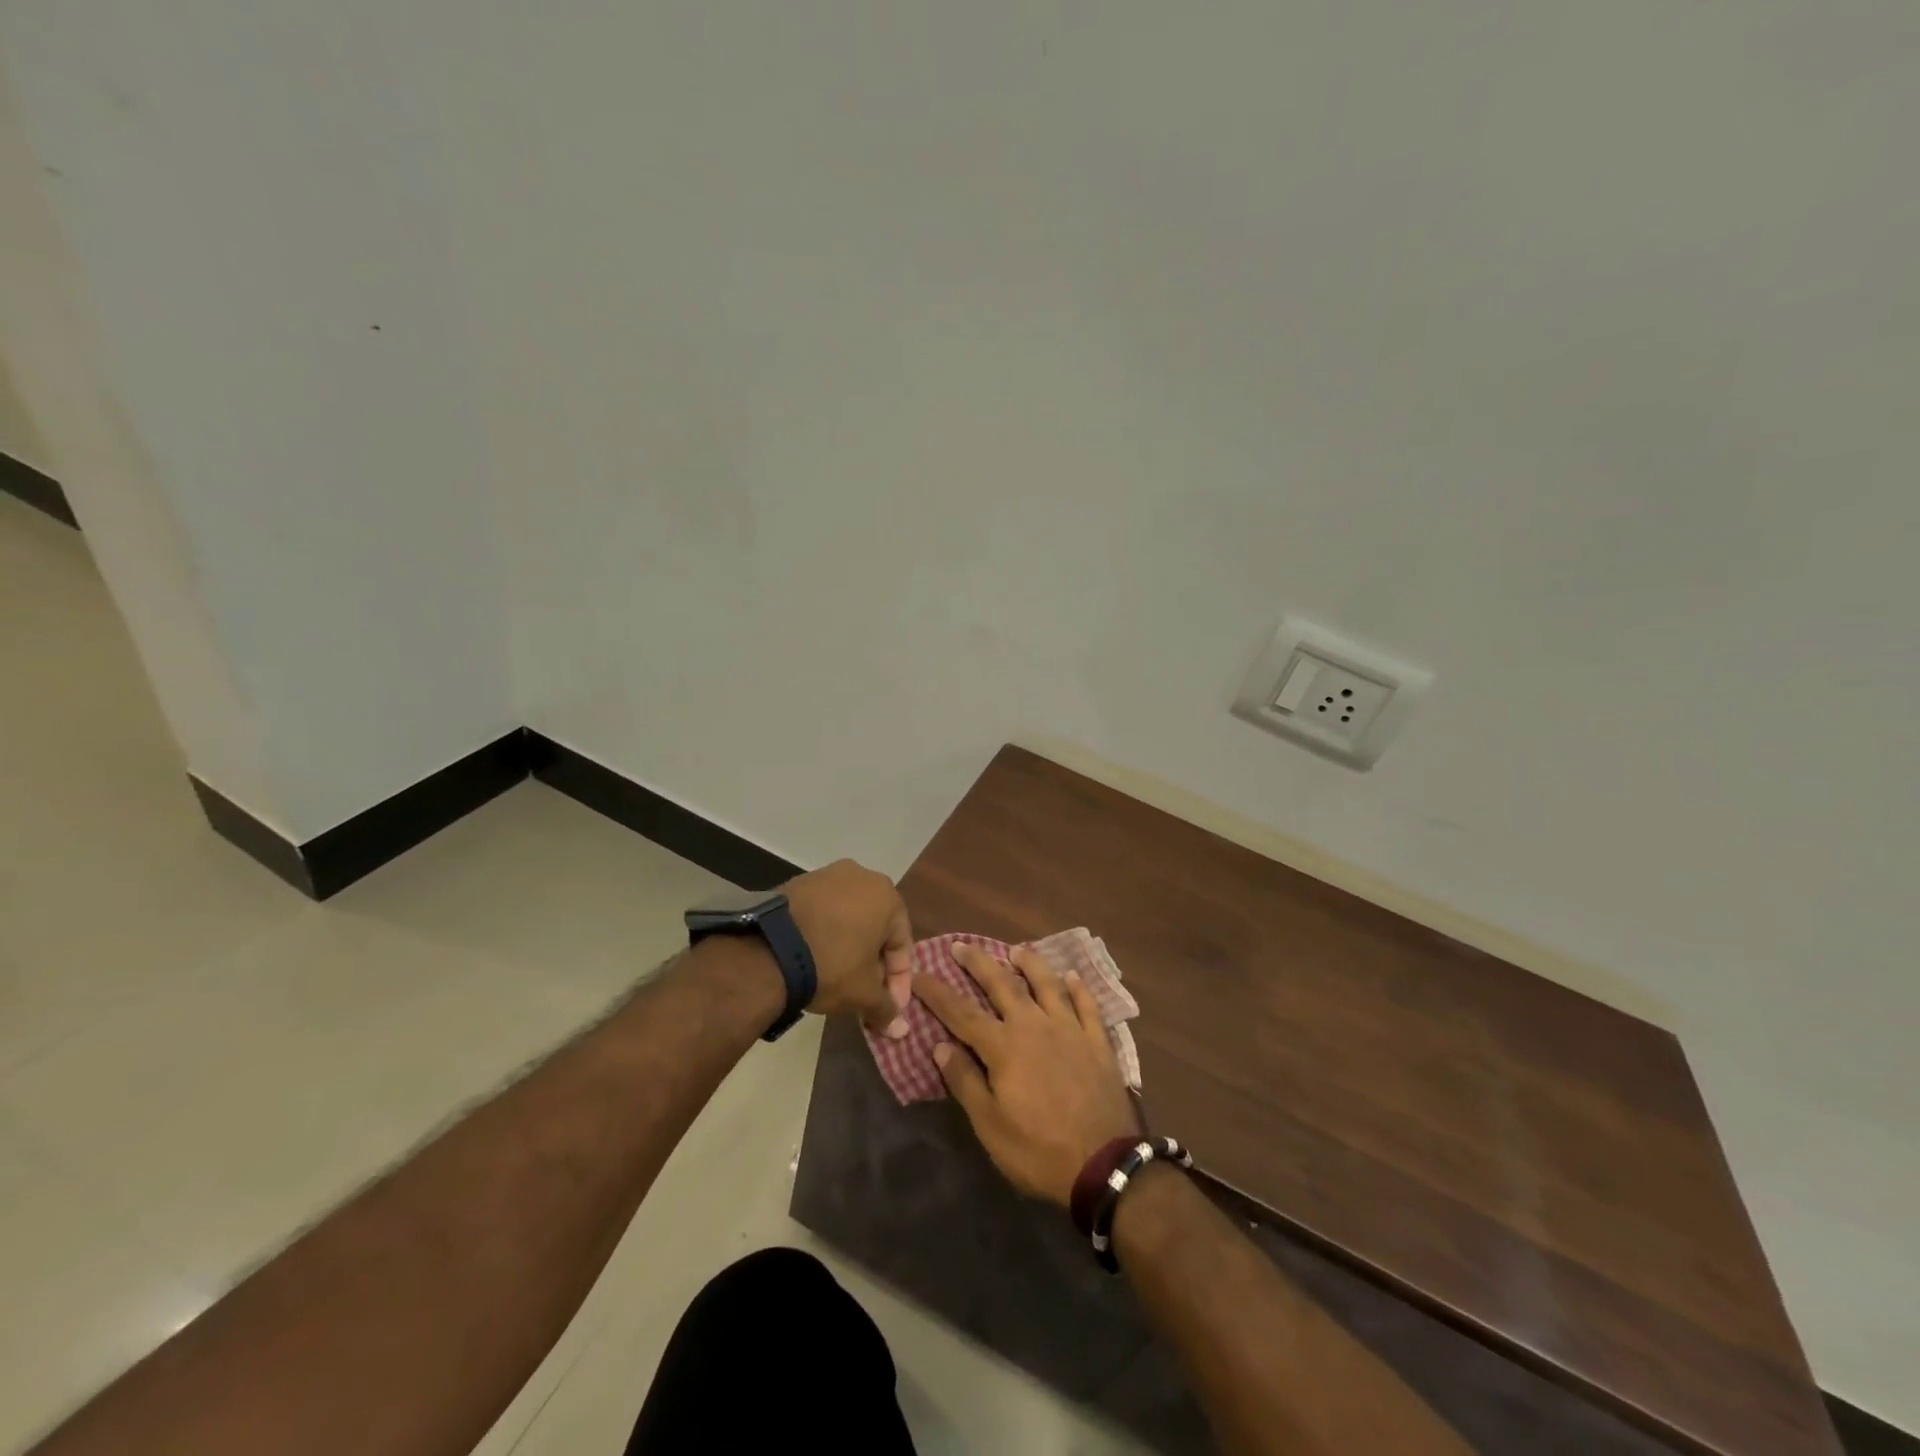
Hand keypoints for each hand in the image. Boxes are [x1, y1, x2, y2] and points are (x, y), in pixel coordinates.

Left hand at [782, 860, 912, 1036]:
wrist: (768, 949)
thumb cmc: (831, 965)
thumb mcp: (863, 994)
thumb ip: (886, 1009)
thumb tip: (901, 1030)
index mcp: (887, 895)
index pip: (902, 945)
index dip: (899, 981)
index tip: (890, 1008)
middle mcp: (863, 876)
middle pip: (876, 928)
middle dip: (874, 963)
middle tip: (866, 993)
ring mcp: (828, 875)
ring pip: (849, 918)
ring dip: (850, 947)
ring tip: (840, 977)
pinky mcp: (799, 882)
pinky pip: (823, 911)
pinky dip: (826, 933)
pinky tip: (816, 957)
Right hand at [914, 942, 1141, 1205]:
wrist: (1104, 1164)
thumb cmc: (1038, 1150)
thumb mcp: (990, 1125)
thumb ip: (965, 1081)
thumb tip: (940, 1045)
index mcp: (1004, 1046)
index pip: (961, 1012)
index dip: (936, 992)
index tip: (918, 973)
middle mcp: (1034, 1026)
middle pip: (1002, 984)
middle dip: (978, 962)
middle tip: (961, 945)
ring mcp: (1070, 1029)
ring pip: (1047, 984)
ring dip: (1029, 964)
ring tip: (1016, 950)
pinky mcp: (1097, 1042)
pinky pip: (1087, 1005)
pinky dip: (1078, 988)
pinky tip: (1072, 976)